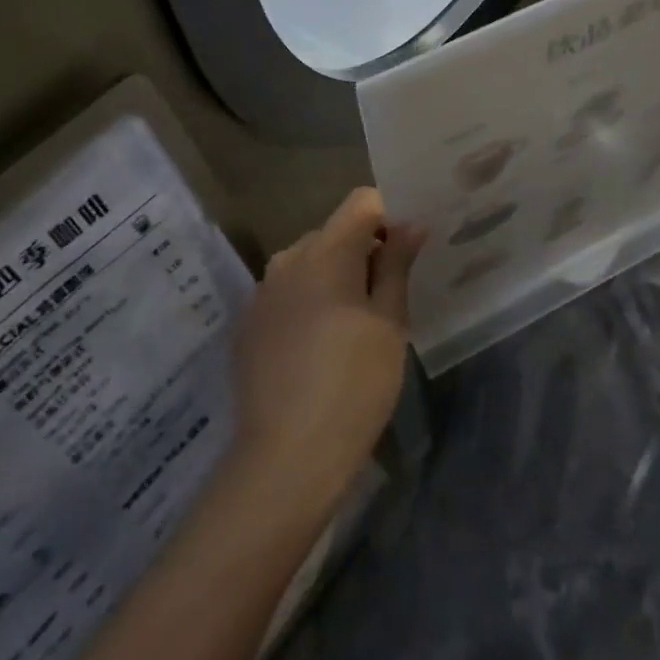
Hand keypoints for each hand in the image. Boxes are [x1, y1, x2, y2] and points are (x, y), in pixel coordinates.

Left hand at [229, 189, 424, 517]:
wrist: (287, 457)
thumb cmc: (354, 385)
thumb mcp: (390, 323)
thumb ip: (397, 265)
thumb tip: (411, 223)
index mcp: (326, 251)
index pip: (361, 202)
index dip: (389, 217)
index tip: (406, 253)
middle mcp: (287, 259)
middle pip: (334, 232)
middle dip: (363, 251)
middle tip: (387, 299)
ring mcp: (262, 292)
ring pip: (308, 263)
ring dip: (334, 278)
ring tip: (353, 327)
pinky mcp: (247, 323)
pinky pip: (286, 293)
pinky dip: (307, 302)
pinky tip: (318, 348)